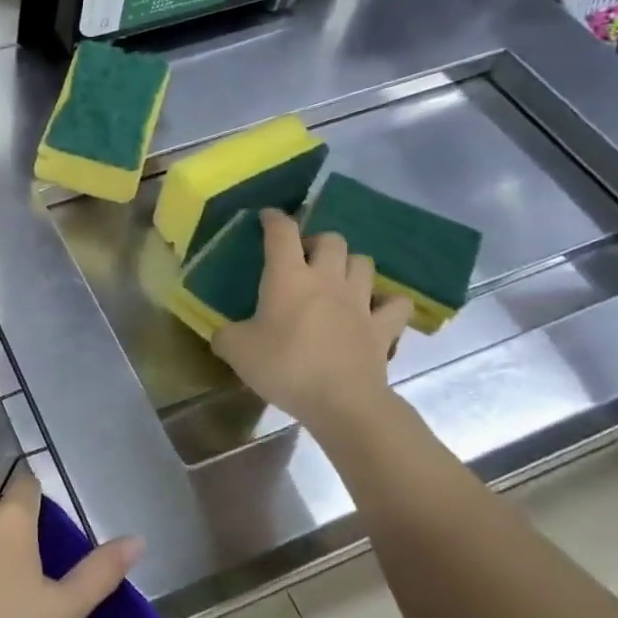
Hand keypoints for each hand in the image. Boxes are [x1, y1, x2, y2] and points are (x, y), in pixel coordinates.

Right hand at [211, 209, 411, 430]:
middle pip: (331, 239)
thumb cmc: (284, 367)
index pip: (282, 232)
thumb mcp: (236, 351)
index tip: (266, 217)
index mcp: (288, 277)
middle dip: (316, 242)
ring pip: (364, 262)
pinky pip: (395, 303)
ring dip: (350, 264)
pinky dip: (387, 301)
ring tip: (337, 278)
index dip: (273, 218)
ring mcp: (360, 301)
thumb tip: (223, 334)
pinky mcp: (383, 327)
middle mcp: (327, 279)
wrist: (341, 401)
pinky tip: (375, 308)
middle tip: (303, 259)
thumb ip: (225, 335)